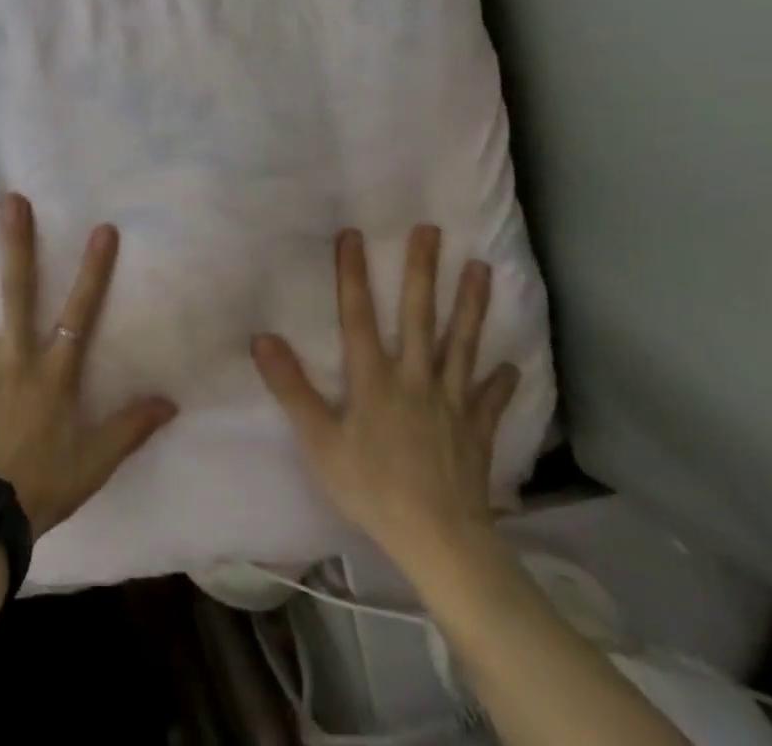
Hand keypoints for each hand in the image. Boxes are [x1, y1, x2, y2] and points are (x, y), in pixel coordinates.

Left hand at [0, 194, 177, 538]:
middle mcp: (12, 358)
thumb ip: (130, 428)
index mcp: (51, 372)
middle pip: (15, 291)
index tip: (103, 229)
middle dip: (15, 244)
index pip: (81, 312)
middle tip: (10, 203)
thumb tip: (171, 403)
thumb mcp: (94, 462)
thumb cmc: (43, 486)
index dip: (94, 270)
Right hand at [252, 226, 520, 578]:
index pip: (359, 315)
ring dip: (471, 305)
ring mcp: (451, 402)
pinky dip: (500, 382)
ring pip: (462, 344)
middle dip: (423, 271)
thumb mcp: (320, 441)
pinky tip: (510, 366)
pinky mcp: (476, 430)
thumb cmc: (372, 488)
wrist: (441, 541)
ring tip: (481, 269)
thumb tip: (262, 338)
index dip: (353, 273)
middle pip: (420, 316)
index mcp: (375, 379)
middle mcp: (415, 378)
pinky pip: (490, 400)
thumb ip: (292, 389)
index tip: (353, 233)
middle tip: (432, 230)